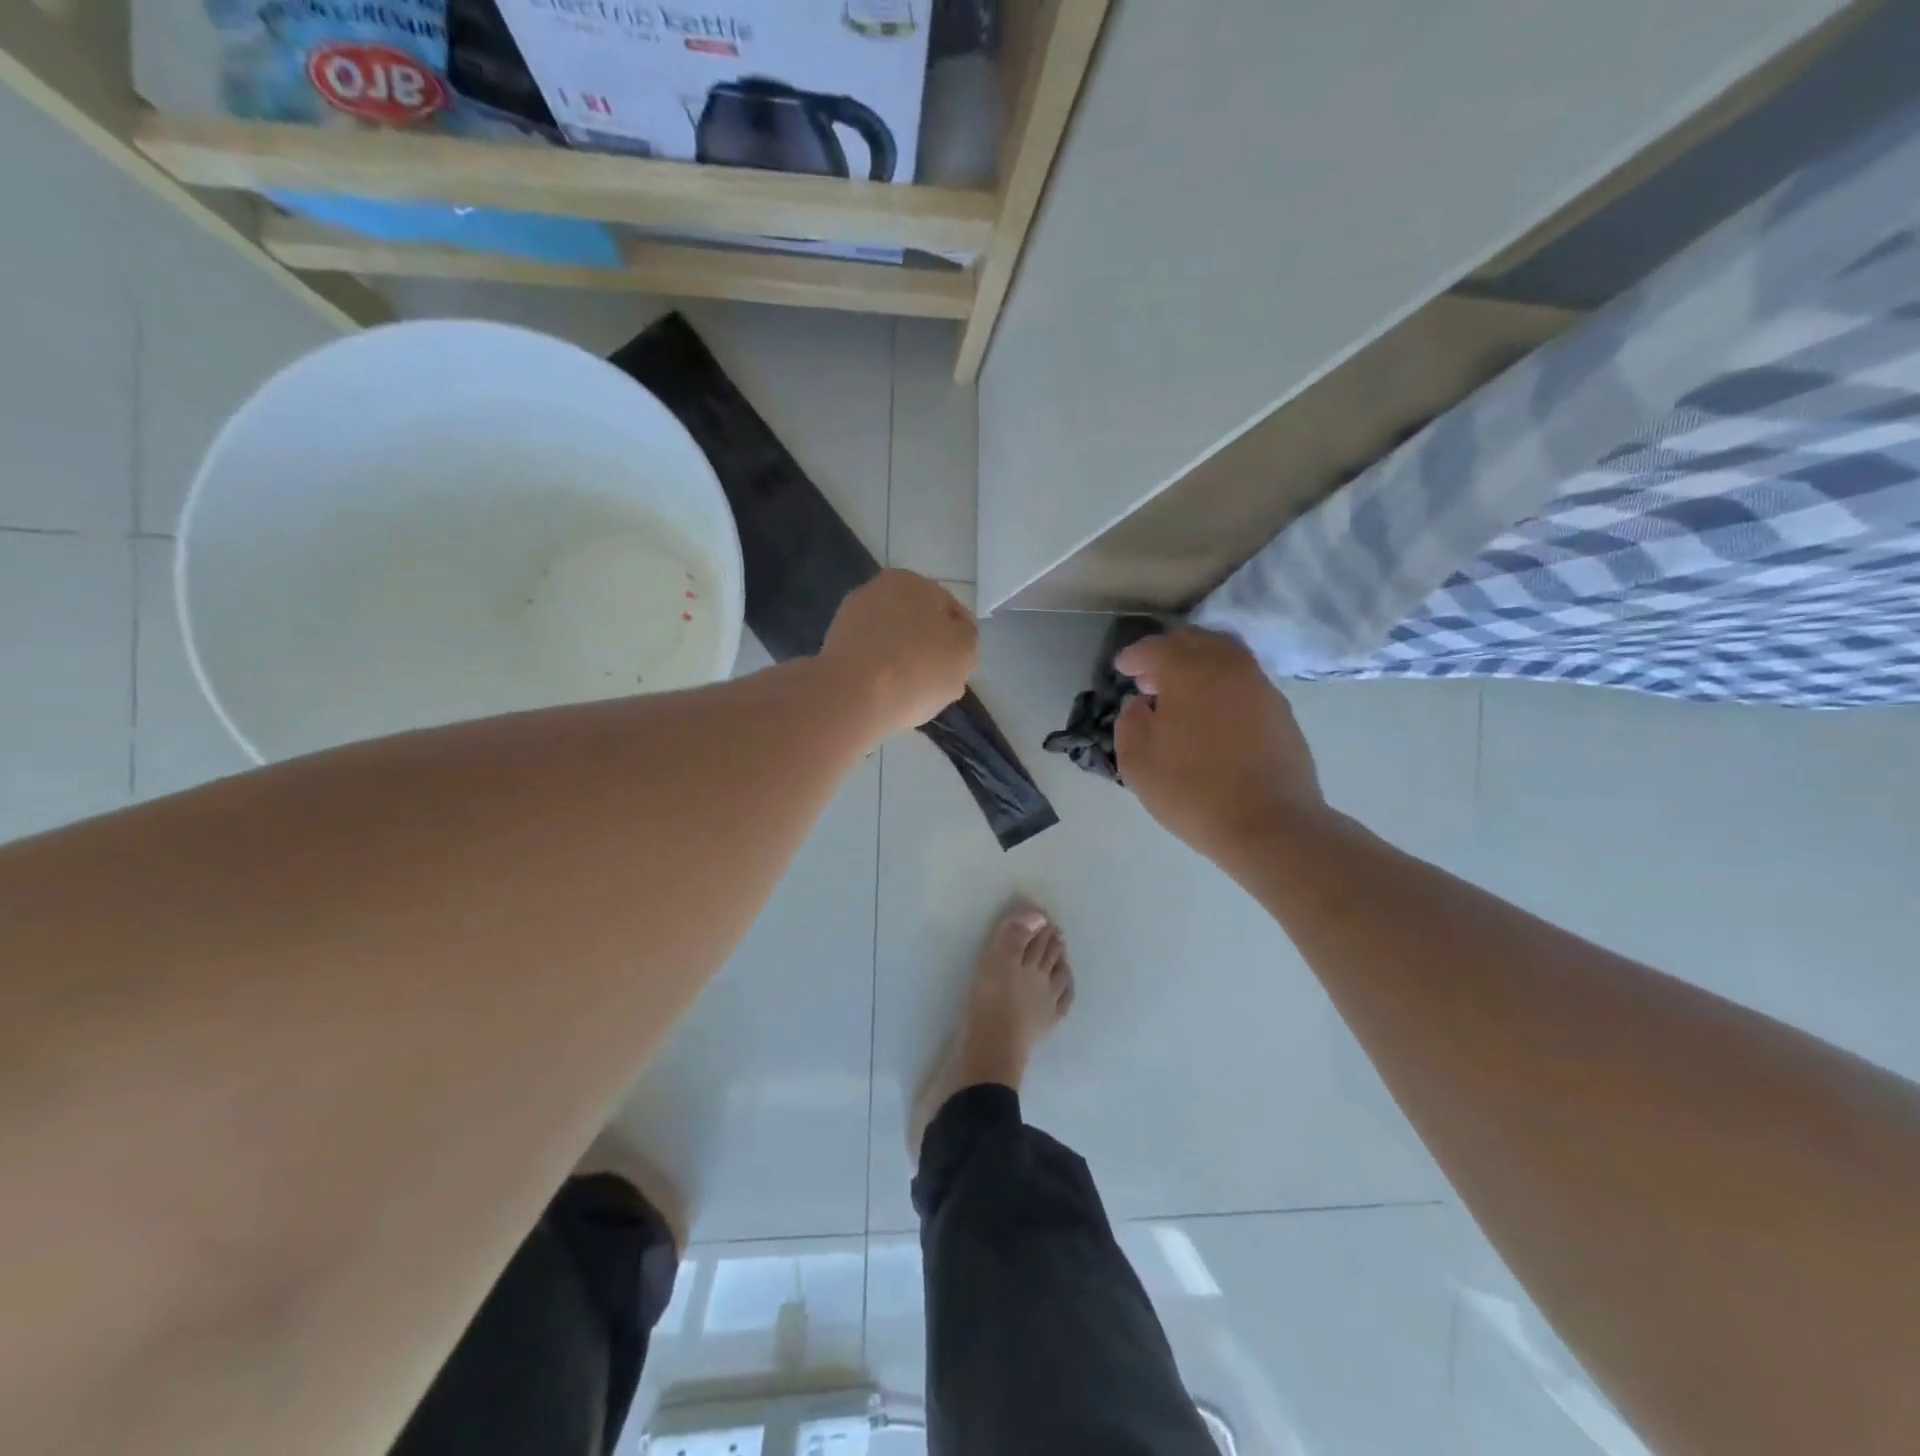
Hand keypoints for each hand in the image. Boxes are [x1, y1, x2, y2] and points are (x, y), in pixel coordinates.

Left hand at [823, 570, 978, 736]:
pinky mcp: (833, 648)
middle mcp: (877, 590)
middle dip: (929, 650)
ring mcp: (850, 619)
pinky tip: (884, 695)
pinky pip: (869, 662)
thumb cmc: (917, 667)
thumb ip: (967, 636)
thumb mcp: (965, 650)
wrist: (852, 695)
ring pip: (892, 644)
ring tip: (909, 693)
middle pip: (918, 625)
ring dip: (902, 663)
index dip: (960, 641)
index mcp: (911, 580)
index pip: (950, 610)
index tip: (959, 668)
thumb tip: (955, 635)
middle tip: (936, 682)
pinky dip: (879, 675)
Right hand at [1114, 629, 1324, 861]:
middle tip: (1151, 678)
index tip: (1121, 669)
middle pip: (1195, 641)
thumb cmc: (1192, 791)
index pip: (1156, 648)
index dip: (1134, 656)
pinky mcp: (1280, 710)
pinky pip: (1244, 681)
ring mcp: (1260, 686)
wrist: (1269, 824)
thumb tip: (1139, 704)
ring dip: (1199, 666)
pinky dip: (1222, 685)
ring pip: (1225, 657)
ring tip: (1182, 696)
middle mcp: (1228, 667)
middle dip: (1169, 653)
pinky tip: (1212, 715)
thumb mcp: (1137, 761)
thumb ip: (1129, 722)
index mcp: (1190, 671)